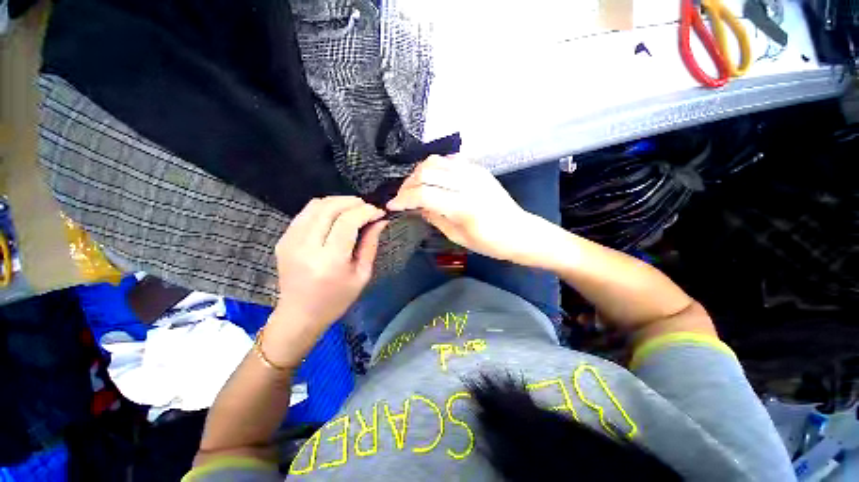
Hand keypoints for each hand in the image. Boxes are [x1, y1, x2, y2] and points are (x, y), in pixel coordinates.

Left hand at [264, 197, 386, 365]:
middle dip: (353, 202)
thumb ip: (370, 245)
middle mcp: (306, 247)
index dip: (366, 211)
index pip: (347, 222)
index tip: (379, 211)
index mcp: (329, 261)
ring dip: (338, 201)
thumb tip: (380, 221)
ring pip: (316, 205)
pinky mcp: (283, 239)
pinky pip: (306, 213)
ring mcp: (290, 241)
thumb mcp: (362, 275)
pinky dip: (324, 208)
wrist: (299, 314)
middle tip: (368, 207)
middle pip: (330, 208)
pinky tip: (336, 215)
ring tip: (354, 208)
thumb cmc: (336, 299)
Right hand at [387, 156, 553, 263]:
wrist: (519, 232)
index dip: (403, 199)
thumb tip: (418, 206)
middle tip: (402, 197)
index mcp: (464, 206)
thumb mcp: (458, 237)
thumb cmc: (490, 242)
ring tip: (414, 187)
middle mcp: (468, 183)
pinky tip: (433, 179)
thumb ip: (435, 218)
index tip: (392, 206)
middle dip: (408, 184)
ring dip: (419, 173)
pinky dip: (436, 167)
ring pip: (436, 161)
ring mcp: (475, 172)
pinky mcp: (479, 169)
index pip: (424, 194)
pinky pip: (450, 160)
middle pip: (427, 172)